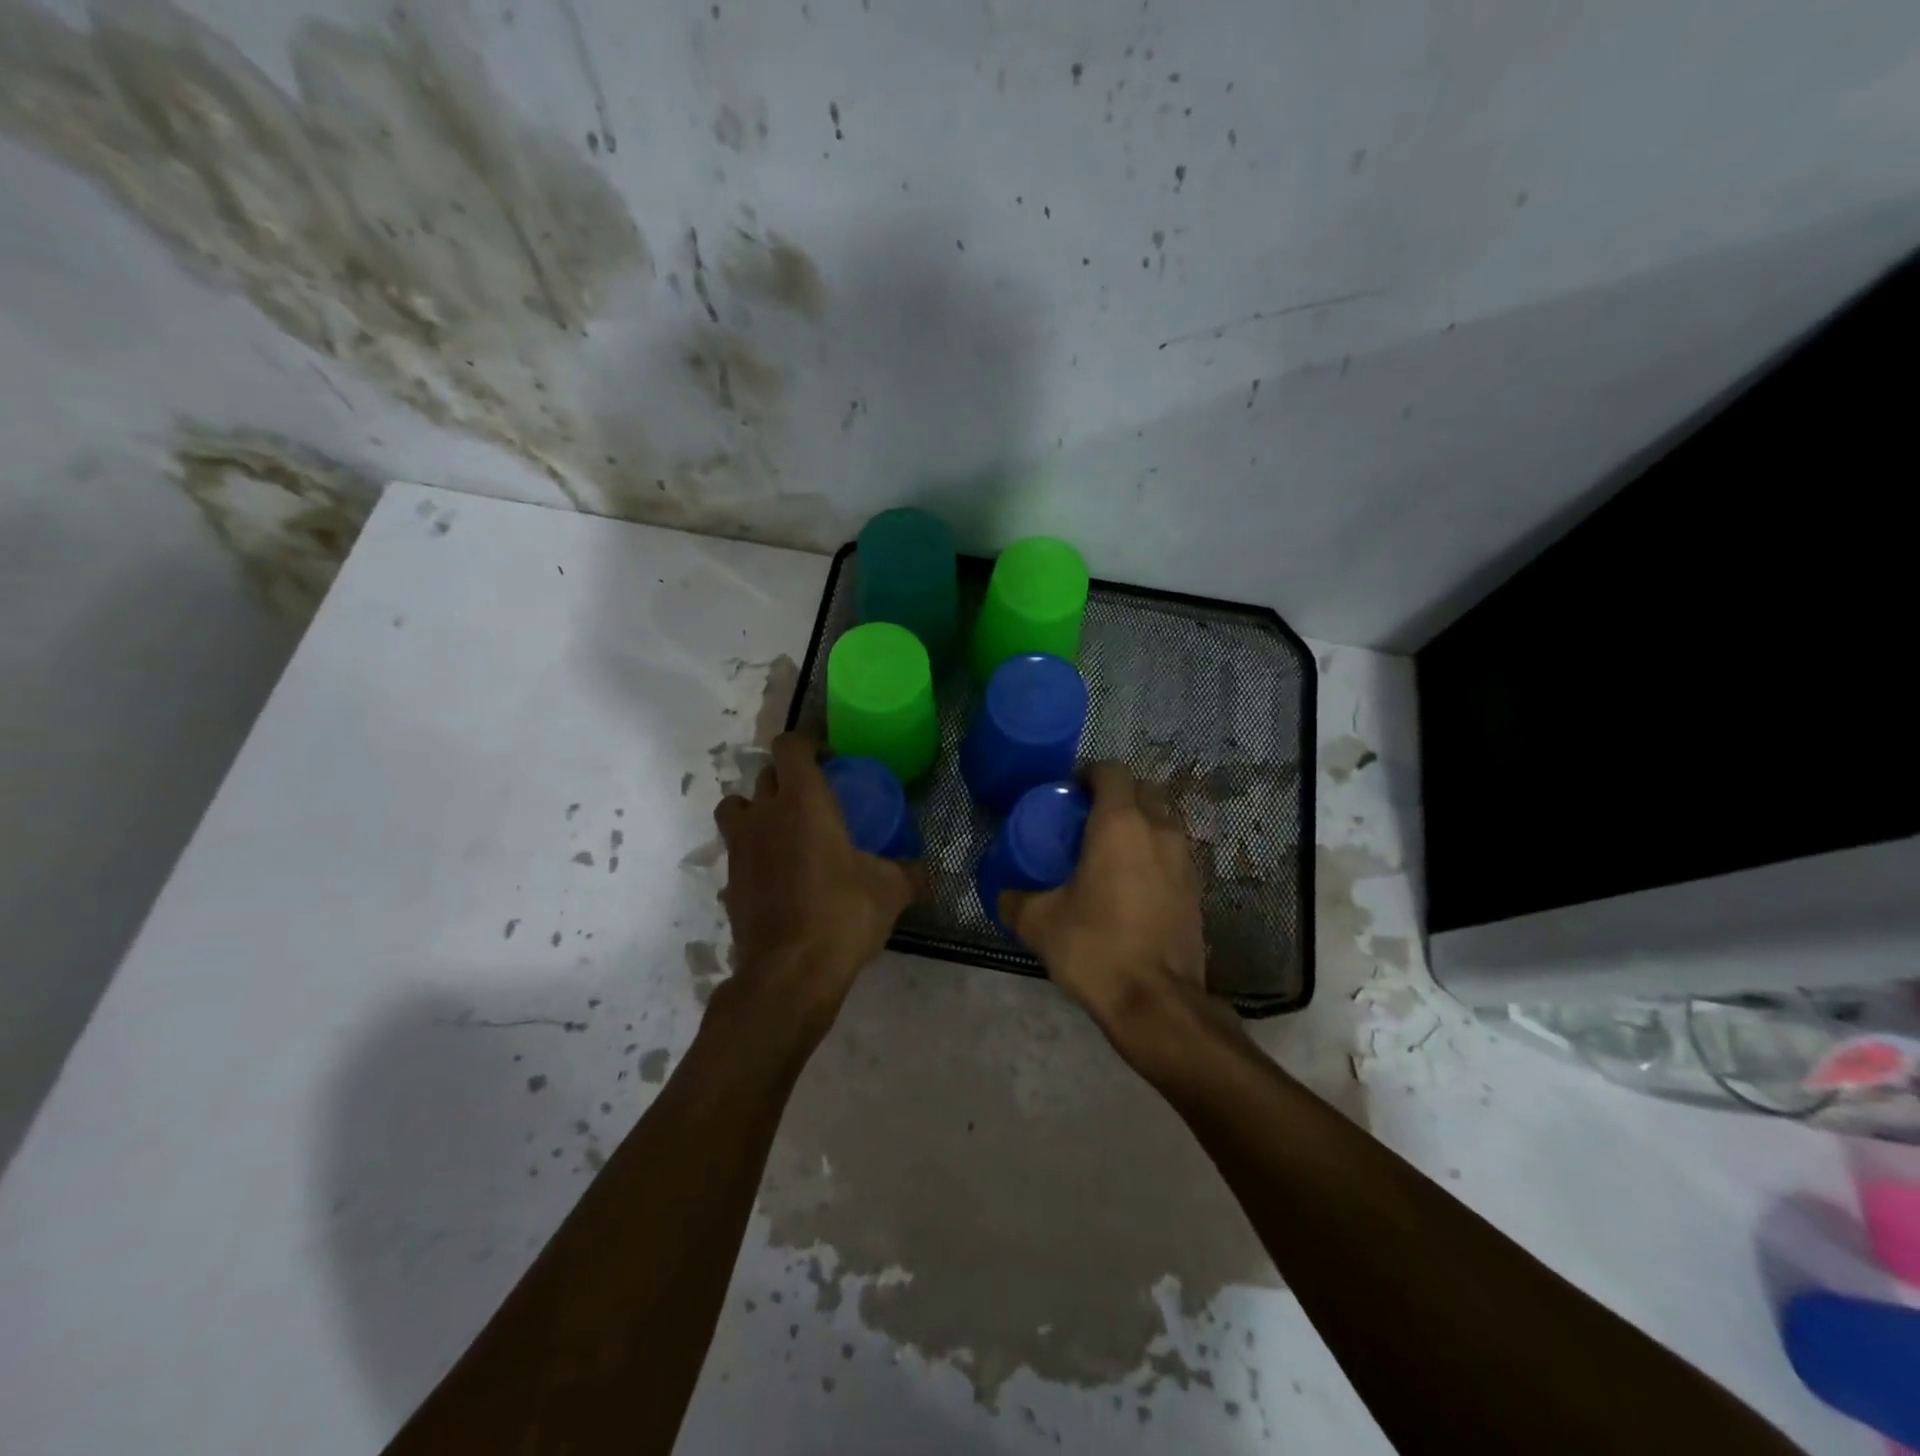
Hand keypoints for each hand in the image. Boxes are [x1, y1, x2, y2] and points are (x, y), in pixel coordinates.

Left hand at [715, 733, 920, 1022]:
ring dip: (756, 808)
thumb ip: (909, 873)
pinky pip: (737, 853)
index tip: (830, 756)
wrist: (790, 972)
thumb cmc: (843, 913)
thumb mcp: (890, 890)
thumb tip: (928, 873)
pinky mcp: (729, 883)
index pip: (790, 746)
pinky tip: (778, 876)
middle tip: (815, 795)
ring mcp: (740, 849)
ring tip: (784, 828)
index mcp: (802, 801)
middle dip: (787, 776)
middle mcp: (764, 815)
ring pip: (736, 807)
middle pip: (764, 774)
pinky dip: (753, 854)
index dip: (807, 742)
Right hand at [1000, 762, 1218, 1046]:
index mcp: (1120, 824)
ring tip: (1112, 849)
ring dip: (1141, 822)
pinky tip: (1134, 881)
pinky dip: (1155, 852)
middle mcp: (1159, 830)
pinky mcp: (1198, 887)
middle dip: (1117, 795)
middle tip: (1088, 819)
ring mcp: (1185, 858)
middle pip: (1142, 790)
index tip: (1070, 792)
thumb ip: (1015, 899)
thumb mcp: (1039, 923)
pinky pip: (1175, 851)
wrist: (1157, 1001)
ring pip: (1164, 819)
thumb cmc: (1095, 947)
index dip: (1089, 774)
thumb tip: (1005, 894)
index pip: (1112, 772)